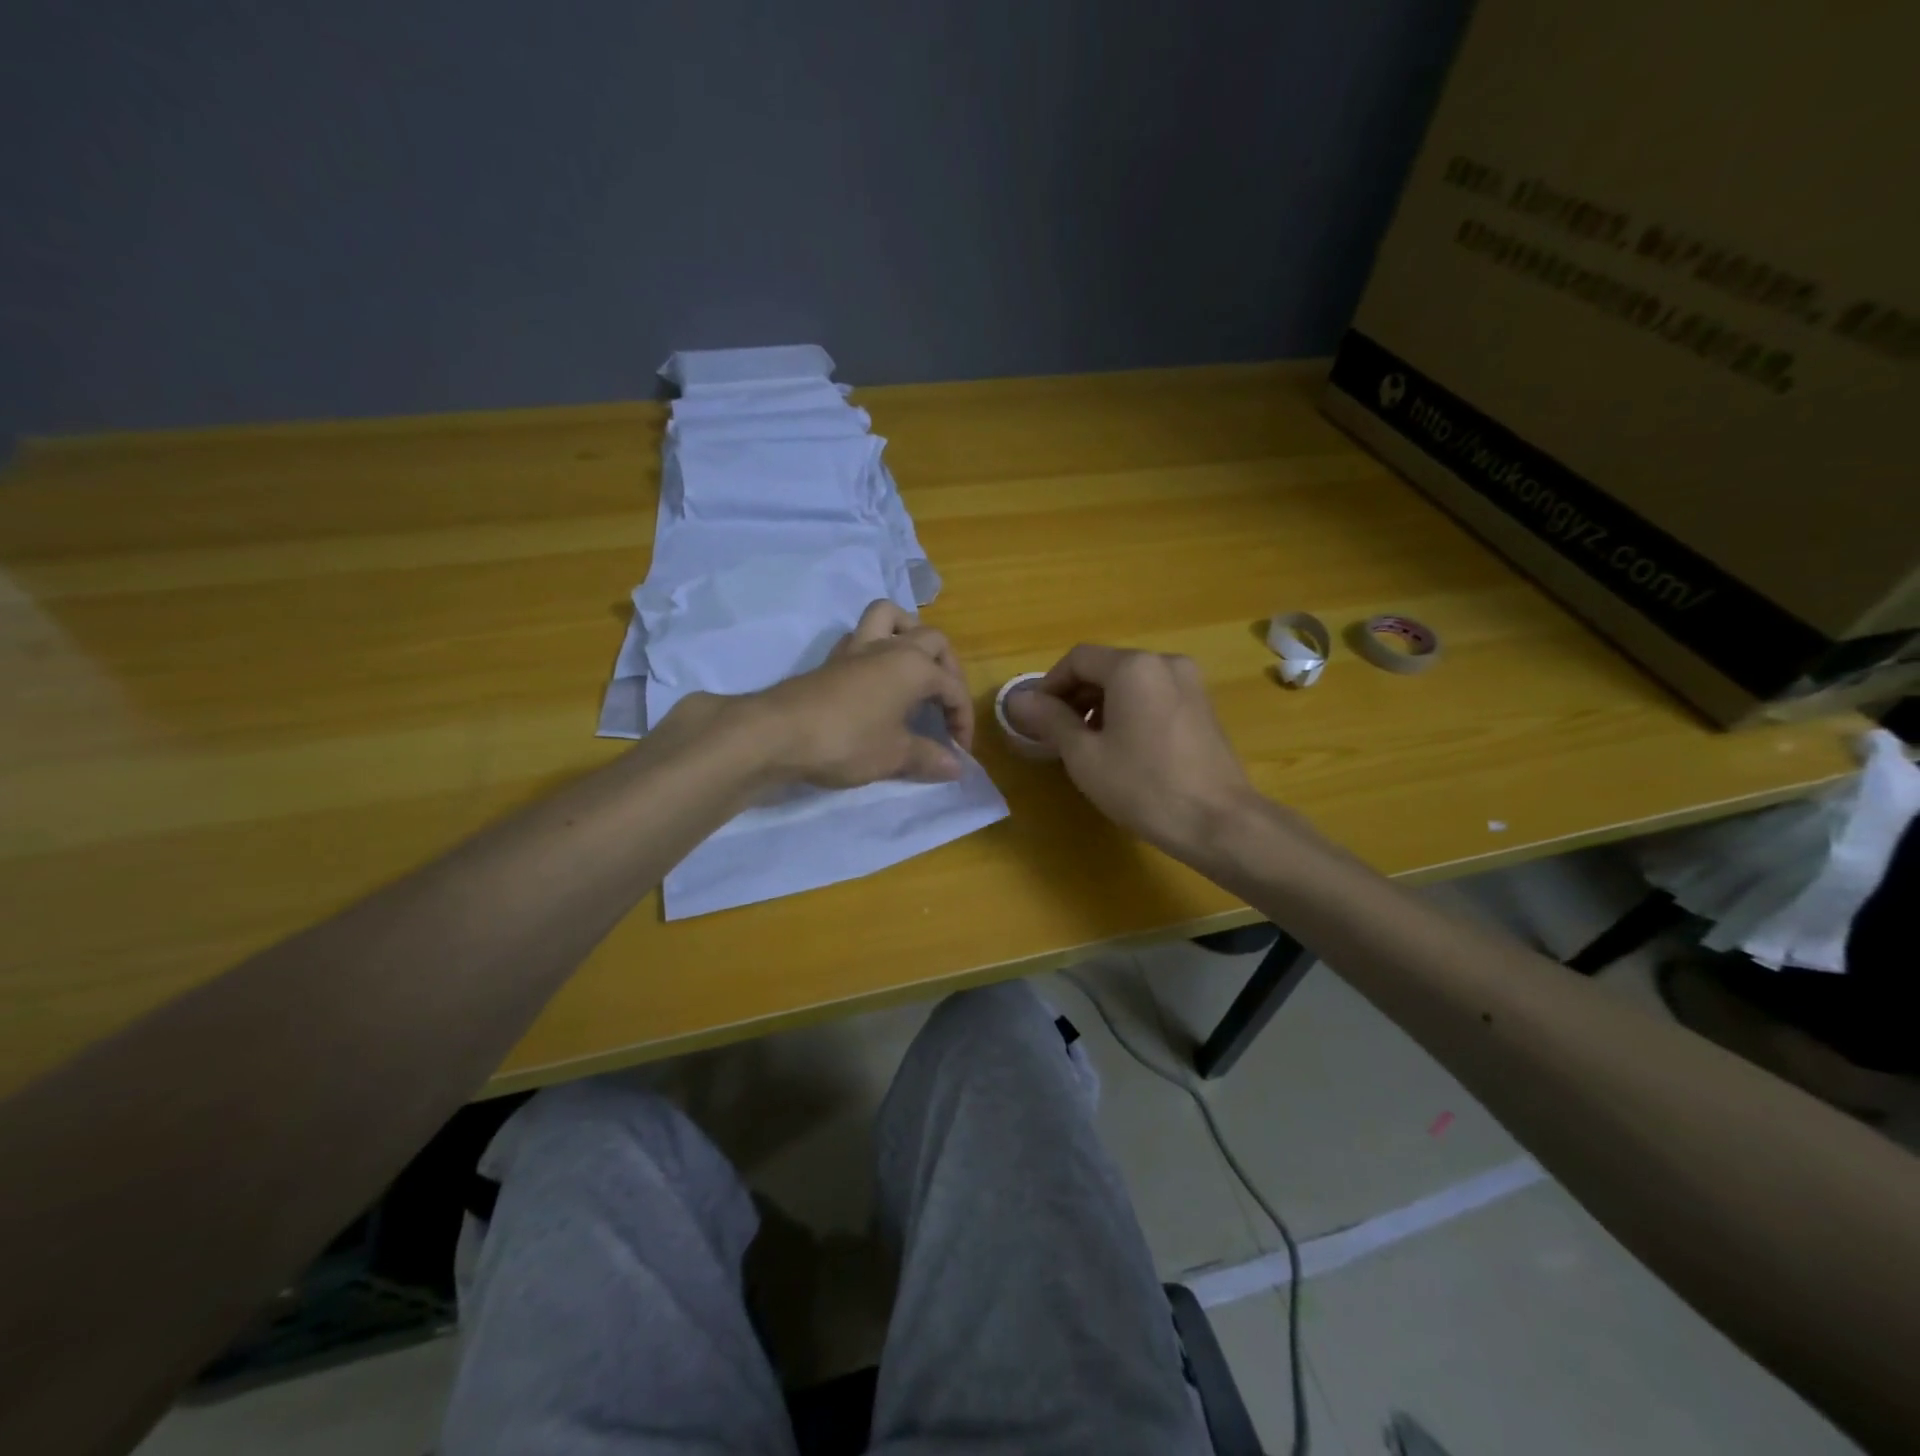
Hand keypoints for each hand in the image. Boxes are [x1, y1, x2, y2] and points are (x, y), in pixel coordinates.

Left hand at [744, 601, 975, 787]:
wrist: (779, 733)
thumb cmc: (847, 741)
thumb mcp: (894, 755)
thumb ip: (929, 757)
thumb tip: (956, 767)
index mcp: (914, 666)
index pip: (952, 688)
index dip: (962, 719)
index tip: (959, 751)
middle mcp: (890, 648)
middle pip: (932, 640)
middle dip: (947, 668)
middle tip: (944, 702)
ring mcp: (857, 648)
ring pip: (891, 617)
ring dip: (909, 633)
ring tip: (915, 666)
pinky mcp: (832, 659)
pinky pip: (862, 637)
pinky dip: (876, 647)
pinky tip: (876, 678)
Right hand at [1002, 644, 1258, 856]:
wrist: (1220, 822)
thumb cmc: (1144, 787)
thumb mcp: (1085, 755)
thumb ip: (1050, 720)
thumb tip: (1018, 700)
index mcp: (1134, 667)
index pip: (1078, 659)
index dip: (1049, 685)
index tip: (1035, 718)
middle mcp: (1164, 662)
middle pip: (1105, 667)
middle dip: (1074, 696)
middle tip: (1055, 734)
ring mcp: (1189, 683)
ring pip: (1130, 682)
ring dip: (1100, 704)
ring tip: (1085, 744)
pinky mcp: (1202, 706)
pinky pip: (1153, 695)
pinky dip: (1128, 710)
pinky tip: (1121, 747)